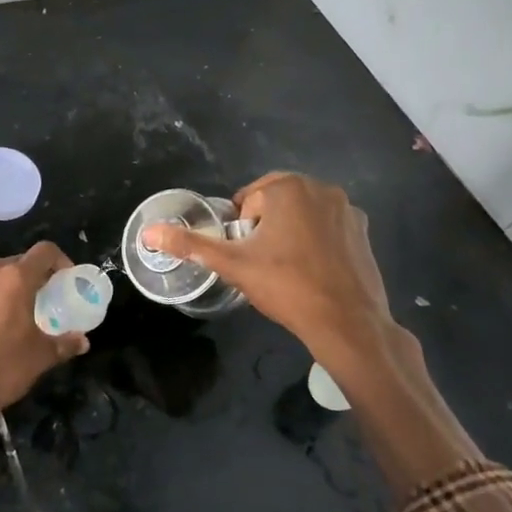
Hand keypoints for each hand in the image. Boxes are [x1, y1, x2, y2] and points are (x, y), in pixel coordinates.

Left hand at [0, 243, 89, 444]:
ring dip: (2, 288)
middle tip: (38, 301)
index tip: (64, 279)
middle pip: (16, 263)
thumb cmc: (2, 368)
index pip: (45, 251)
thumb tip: (83, 341)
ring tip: (7, 314)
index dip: (59, 260)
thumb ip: (65, 343)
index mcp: (16, 278)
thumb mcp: (41, 357)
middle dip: (30, 278)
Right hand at [143, 174, 476, 496]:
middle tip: (264, 264)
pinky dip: (316, 241)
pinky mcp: (363, 230)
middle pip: (275, 203)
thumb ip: (190, 244)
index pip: (248, 201)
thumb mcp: (232, 265)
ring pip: (302, 213)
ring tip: (288, 269)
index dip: (242, 230)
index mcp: (288, 188)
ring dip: (290, 232)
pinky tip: (314, 271)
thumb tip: (148, 233)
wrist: (347, 323)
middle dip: (265, 228)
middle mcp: (321, 188)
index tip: (249, 256)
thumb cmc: (286, 287)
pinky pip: (326, 226)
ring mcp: (347, 208)